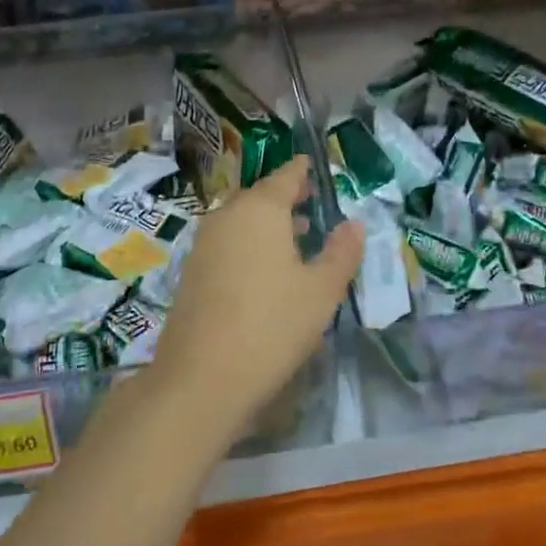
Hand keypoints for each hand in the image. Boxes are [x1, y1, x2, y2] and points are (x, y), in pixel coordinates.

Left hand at [151, 156, 362, 438]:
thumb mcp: (321, 291)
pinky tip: (265, 269)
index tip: (310, 166)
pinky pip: (227, 243)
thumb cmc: (272, 325)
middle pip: (258, 197)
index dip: (300, 171)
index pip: (284, 177)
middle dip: (284, 198)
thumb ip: (341, 253)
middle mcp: (226, 217)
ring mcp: (203, 245)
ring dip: (267, 223)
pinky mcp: (191, 273)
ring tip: (296, 236)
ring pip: (240, 221)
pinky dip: (249, 244)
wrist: (200, 378)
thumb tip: (353, 225)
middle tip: (309, 200)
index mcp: (259, 210)